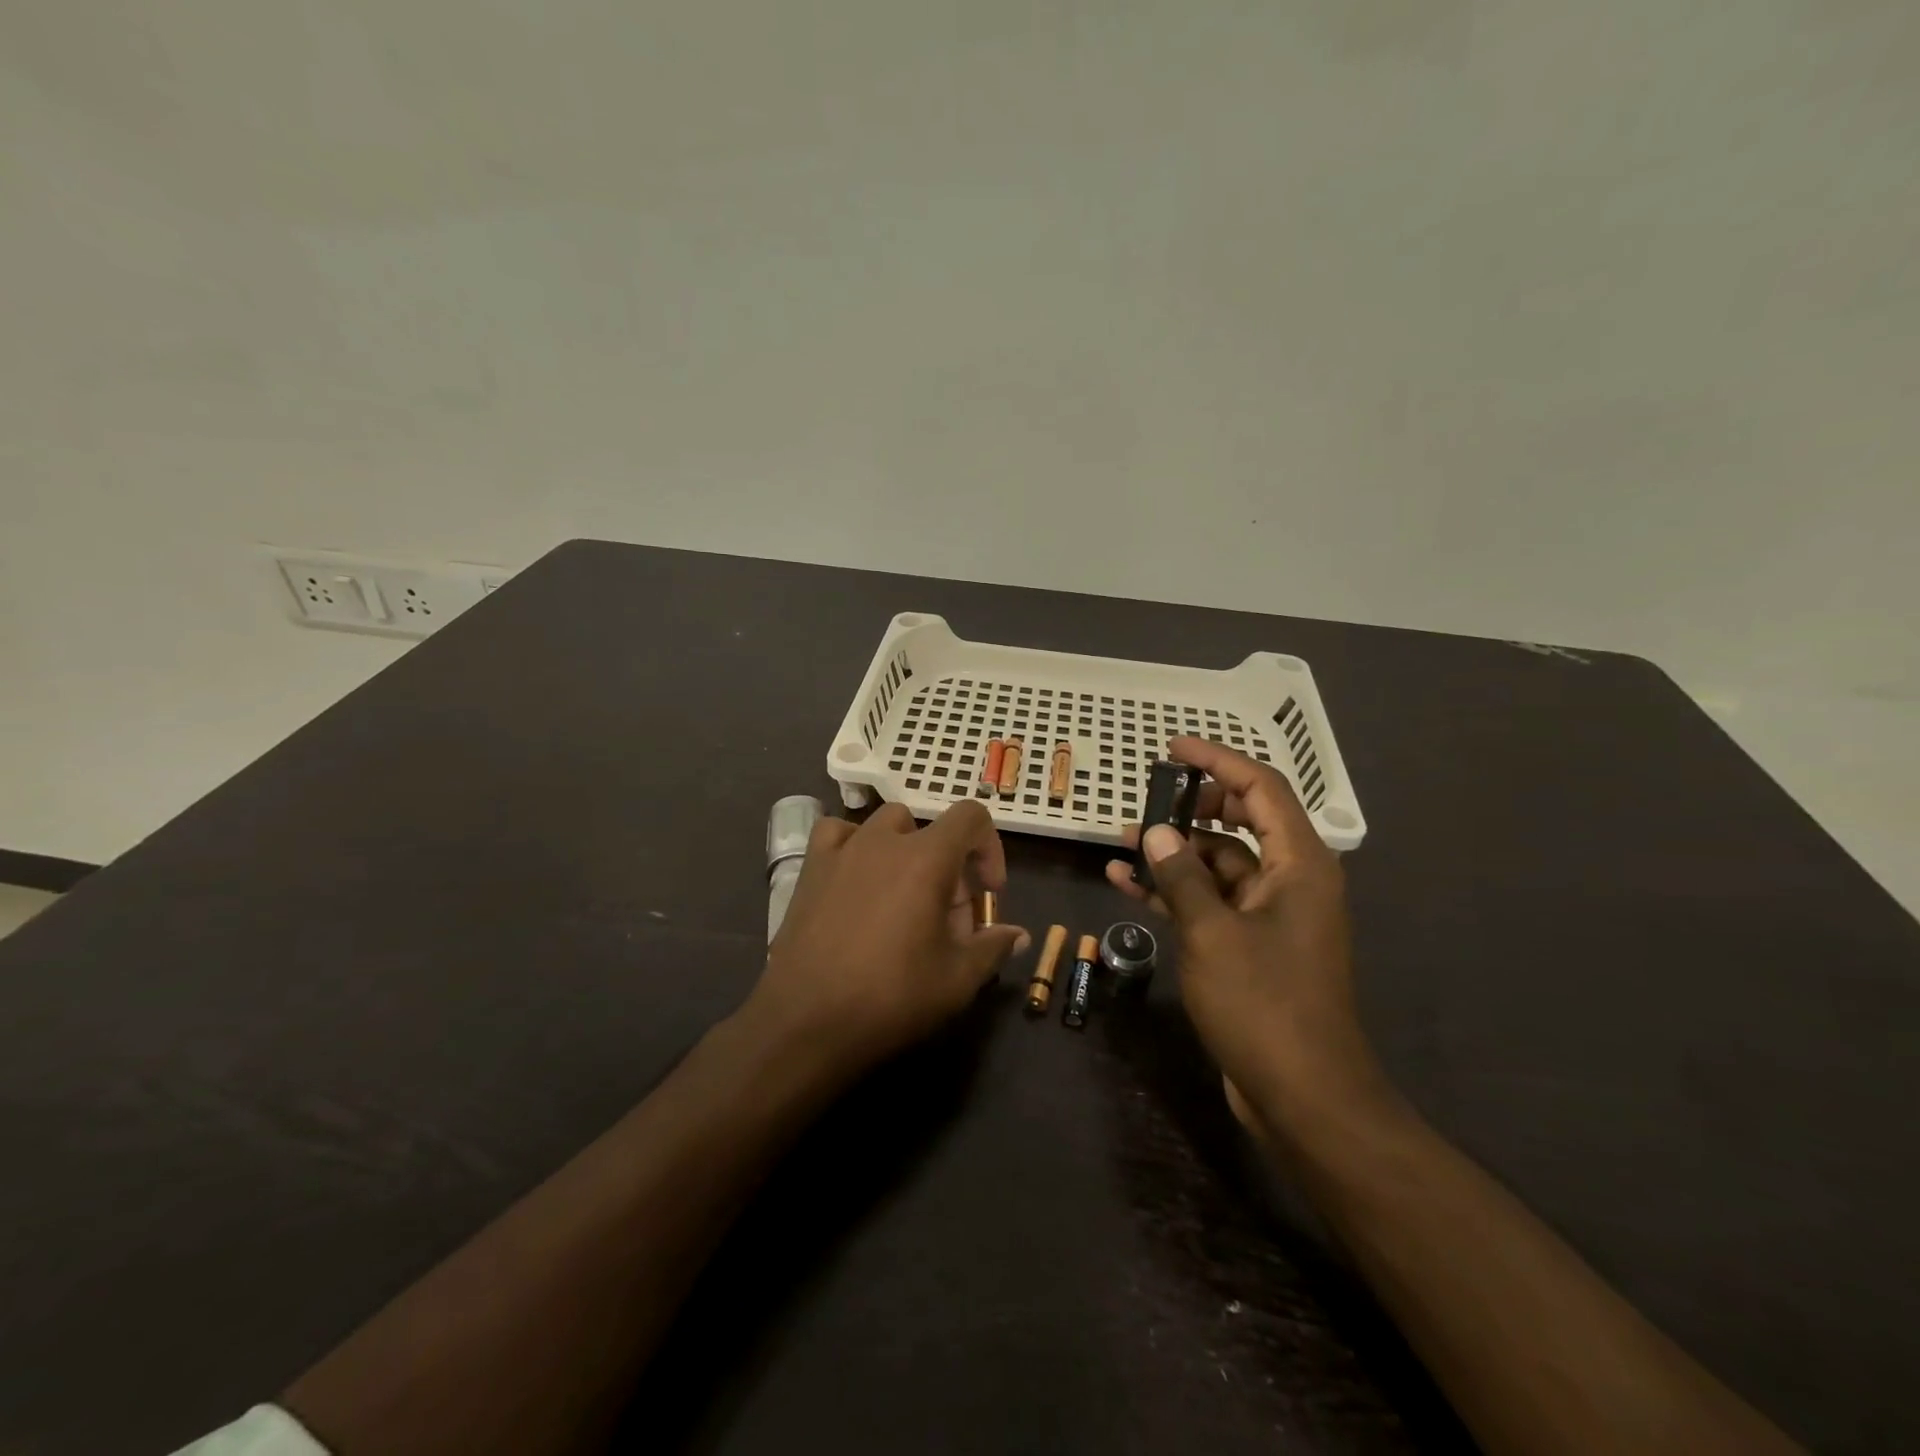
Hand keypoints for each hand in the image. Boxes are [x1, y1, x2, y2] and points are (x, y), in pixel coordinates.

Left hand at [749, 801, 1029, 1077]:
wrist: (806, 1020)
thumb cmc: (891, 997)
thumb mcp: (957, 980)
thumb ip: (993, 947)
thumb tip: (1019, 935)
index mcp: (926, 858)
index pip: (971, 816)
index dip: (989, 848)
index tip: (987, 893)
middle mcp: (884, 841)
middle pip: (931, 829)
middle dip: (949, 864)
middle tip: (946, 916)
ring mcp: (843, 850)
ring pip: (886, 826)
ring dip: (905, 850)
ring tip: (903, 895)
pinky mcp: (811, 868)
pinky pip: (837, 833)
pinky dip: (854, 845)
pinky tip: (856, 879)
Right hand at [1105, 737, 1383, 1130]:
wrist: (1303, 1095)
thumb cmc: (1263, 1004)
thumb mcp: (1211, 932)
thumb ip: (1181, 875)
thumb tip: (1156, 830)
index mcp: (1298, 863)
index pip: (1261, 787)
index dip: (1217, 760)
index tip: (1172, 748)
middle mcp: (1291, 879)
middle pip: (1242, 820)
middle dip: (1193, 806)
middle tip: (1148, 799)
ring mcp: (1272, 914)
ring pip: (1219, 862)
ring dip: (1175, 851)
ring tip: (1122, 842)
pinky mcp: (1252, 944)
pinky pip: (1212, 900)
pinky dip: (1176, 890)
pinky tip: (1127, 883)